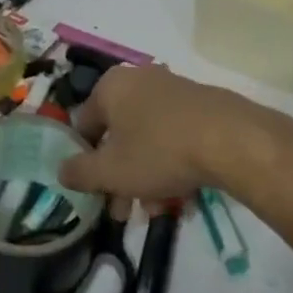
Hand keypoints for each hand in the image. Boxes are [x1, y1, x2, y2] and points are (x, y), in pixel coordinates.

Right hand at [60, 63, 291, 202]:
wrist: (230, 139)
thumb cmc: (158, 150)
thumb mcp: (110, 171)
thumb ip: (79, 172)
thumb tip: (61, 170)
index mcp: (111, 87)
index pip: (84, 124)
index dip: (84, 161)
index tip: (94, 191)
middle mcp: (140, 80)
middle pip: (119, 135)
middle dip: (120, 178)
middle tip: (125, 211)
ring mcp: (173, 90)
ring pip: (148, 140)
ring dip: (147, 178)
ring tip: (159, 212)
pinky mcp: (201, 105)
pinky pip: (175, 137)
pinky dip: (173, 166)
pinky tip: (184, 198)